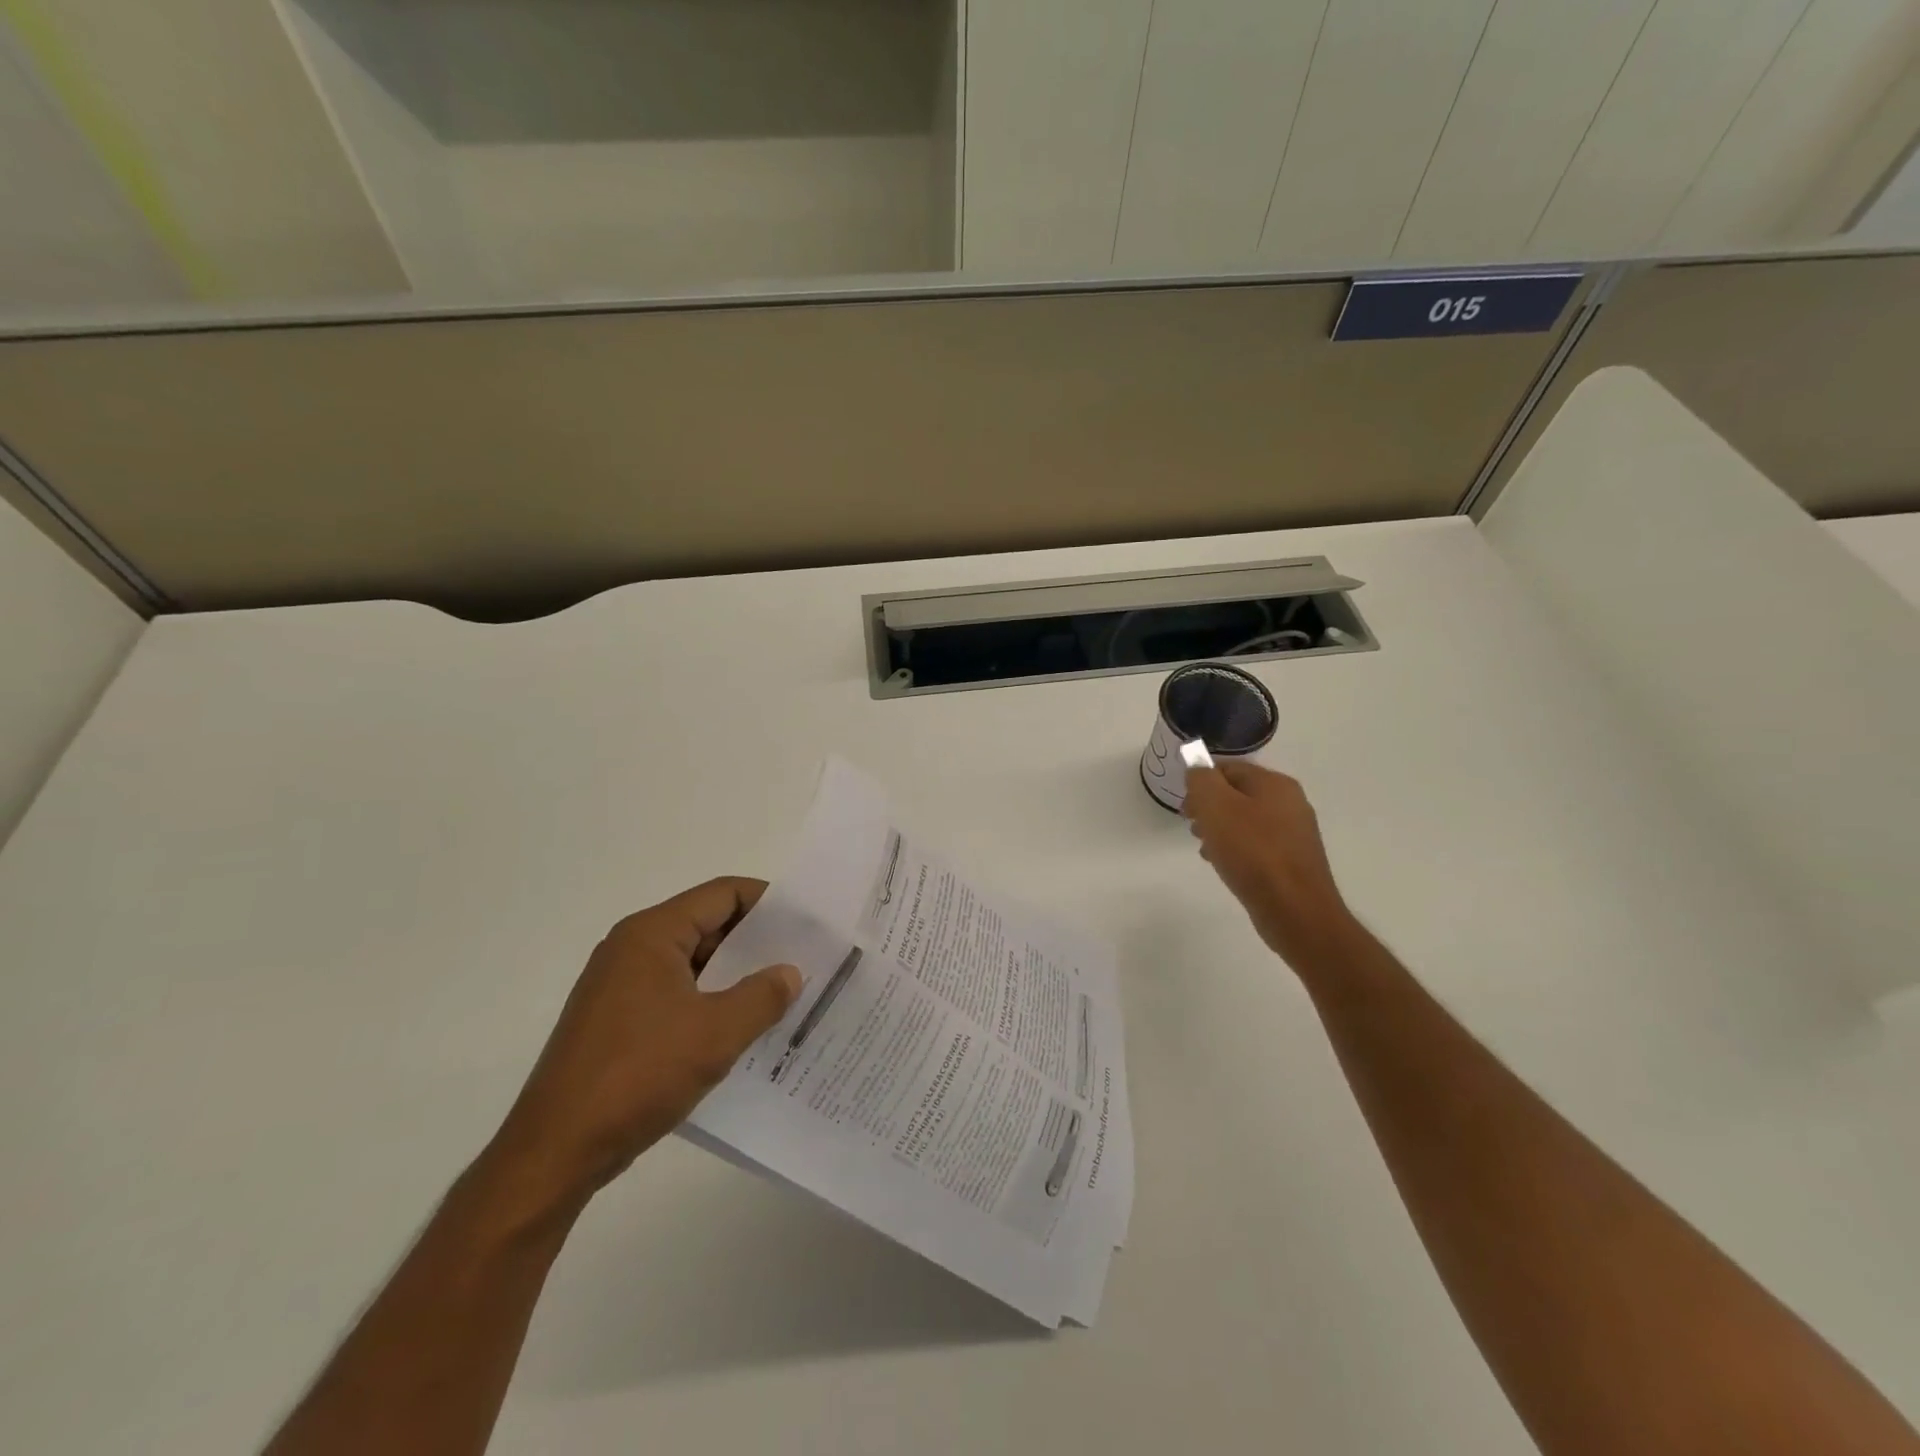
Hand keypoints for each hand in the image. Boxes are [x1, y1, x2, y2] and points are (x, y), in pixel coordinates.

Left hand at [486, 878, 800, 1209]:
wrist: (555, 1151)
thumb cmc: (638, 1076)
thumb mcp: (717, 1034)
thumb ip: (762, 996)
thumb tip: (790, 973)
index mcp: (652, 934)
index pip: (722, 894)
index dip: (767, 901)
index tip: (806, 922)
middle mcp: (631, 948)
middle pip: (706, 924)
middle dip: (755, 942)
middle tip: (802, 960)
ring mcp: (619, 986)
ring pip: (692, 963)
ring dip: (733, 976)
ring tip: (779, 996)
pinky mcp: (615, 1021)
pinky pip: (674, 994)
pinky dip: (709, 1002)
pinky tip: (738, 1030)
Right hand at [1183, 762, 1357, 971]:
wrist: (1295, 911)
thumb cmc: (1252, 853)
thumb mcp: (1216, 807)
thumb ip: (1201, 779)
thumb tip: (1196, 766)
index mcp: (1275, 784)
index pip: (1228, 768)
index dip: (1201, 783)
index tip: (1185, 807)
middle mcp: (1290, 803)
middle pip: (1238, 794)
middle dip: (1209, 808)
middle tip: (1193, 827)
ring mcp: (1294, 833)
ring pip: (1245, 821)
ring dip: (1220, 830)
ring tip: (1206, 849)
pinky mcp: (1293, 861)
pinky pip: (1256, 845)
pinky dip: (1236, 850)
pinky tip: (1224, 866)